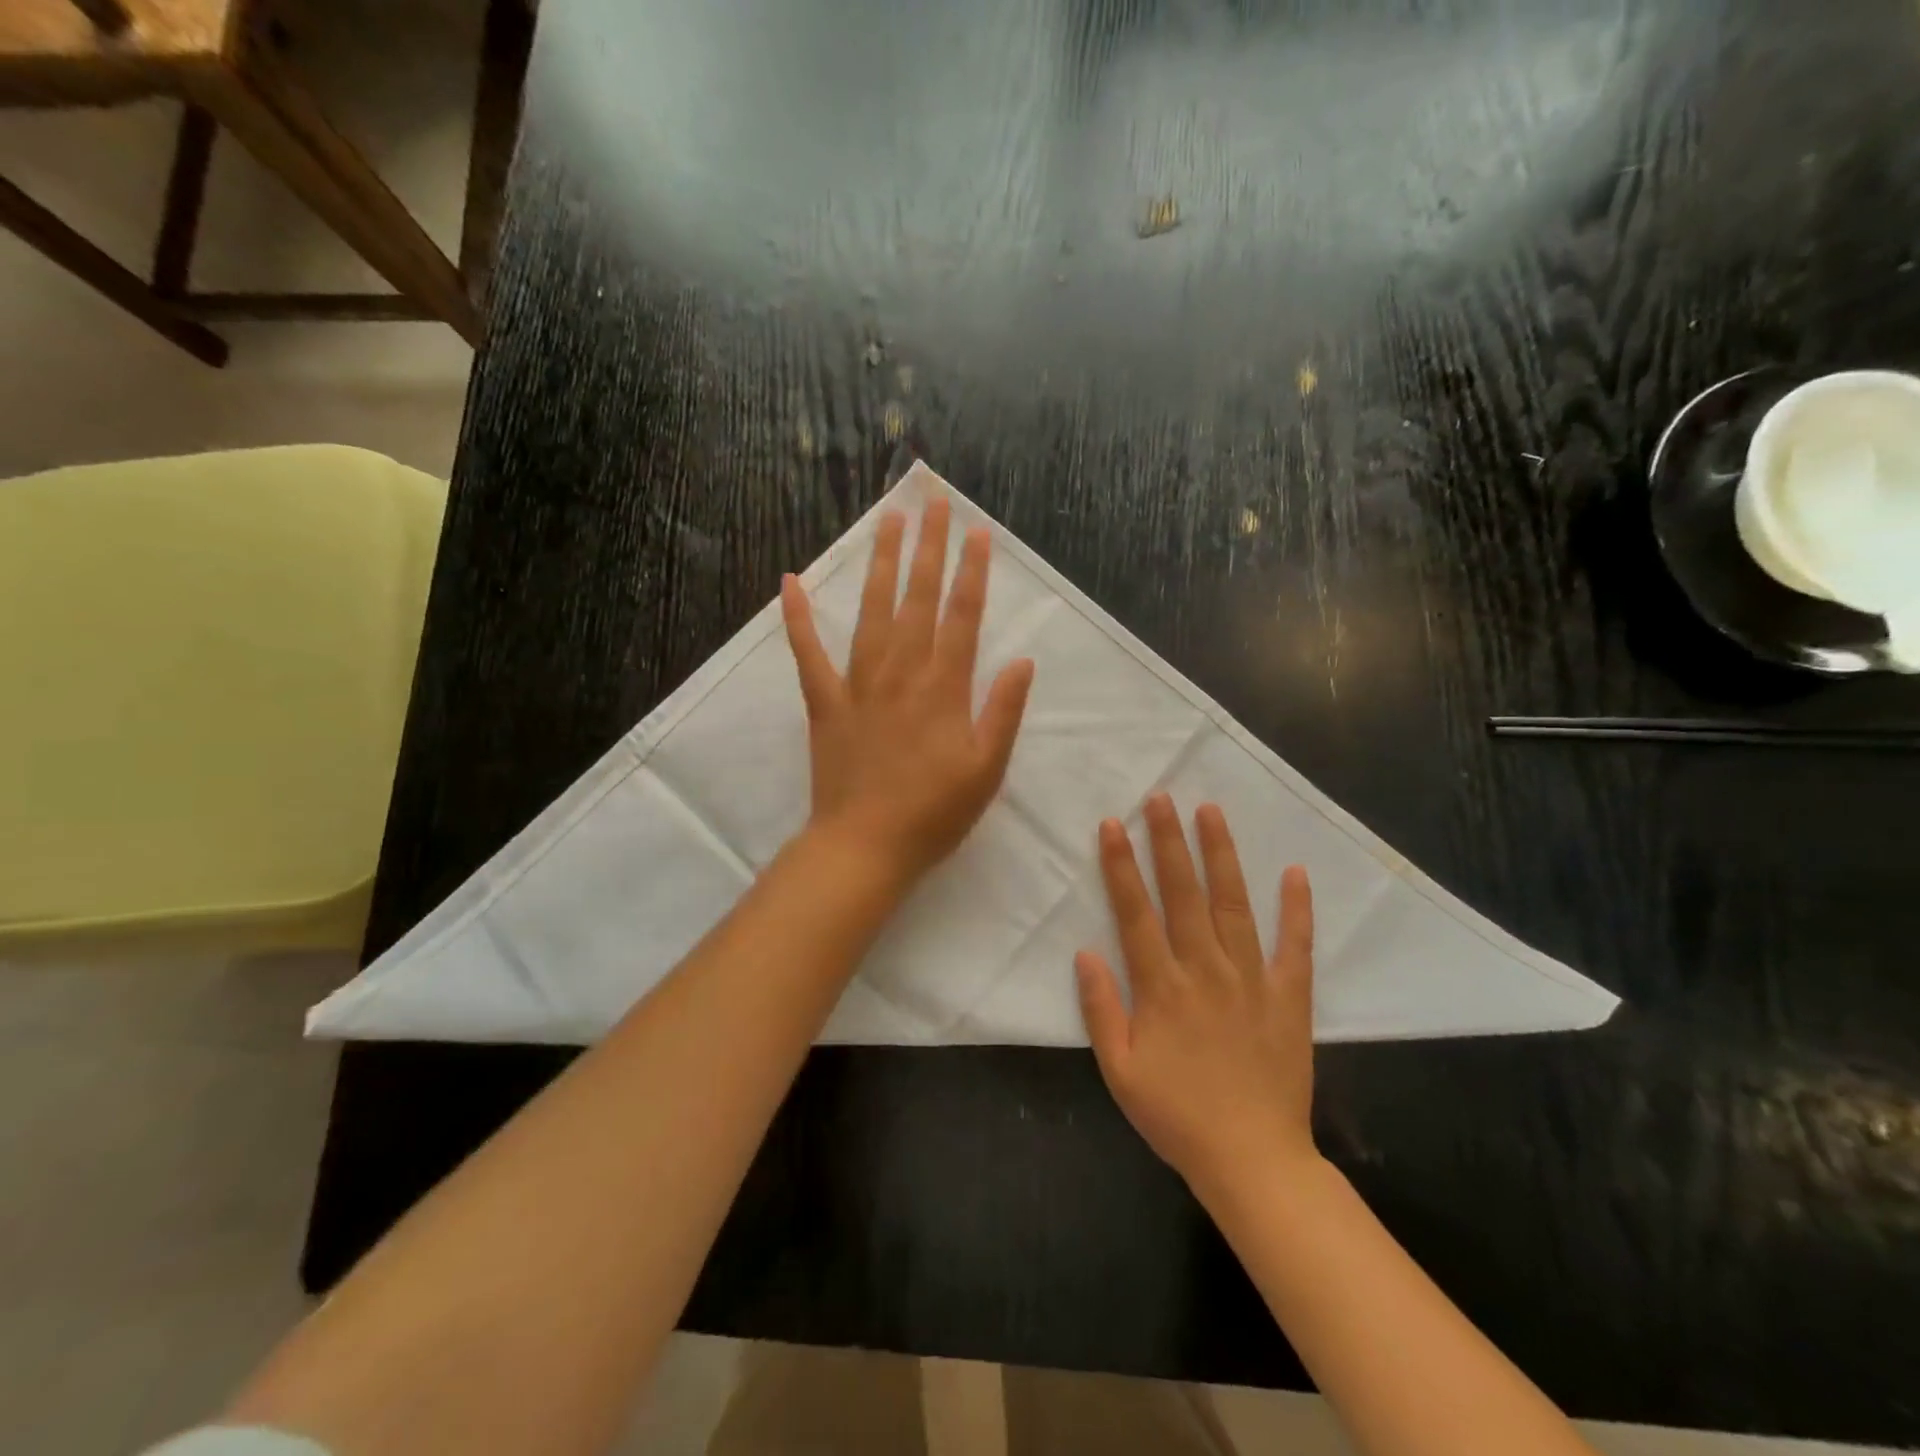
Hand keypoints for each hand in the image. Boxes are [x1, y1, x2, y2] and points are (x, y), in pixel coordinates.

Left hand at [781, 497, 1034, 884]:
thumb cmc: (934, 813)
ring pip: (871, 611)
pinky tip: (789, 581)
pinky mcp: (824, 702)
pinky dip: (798, 617)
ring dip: (881, 564)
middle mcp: (901, 673)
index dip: (972, 572)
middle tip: (933, 501)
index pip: (962, 616)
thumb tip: (1022, 662)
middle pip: (917, 598)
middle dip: (929, 547)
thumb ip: (1004, 712)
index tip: (977, 532)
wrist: (865, 845)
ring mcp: (858, 684)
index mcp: (943, 688)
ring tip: (888, 521)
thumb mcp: (987, 769)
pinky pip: (808, 653)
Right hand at [1076, 795, 1318, 1203]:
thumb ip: (1101, 1009)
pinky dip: (1296, 909)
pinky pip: (1294, 946)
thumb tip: (1085, 952)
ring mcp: (1252, 980)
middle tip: (1161, 797)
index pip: (1135, 912)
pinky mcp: (1289, 996)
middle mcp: (1205, 970)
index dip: (1121, 866)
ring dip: (1221, 856)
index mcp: (1162, 987)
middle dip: (1168, 842)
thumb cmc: (1177, 1115)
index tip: (1113, 825)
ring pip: (1233, 905)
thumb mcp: (1119, 1071)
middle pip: (1183, 894)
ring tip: (1211, 812)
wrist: (1253, 1160)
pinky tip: (1294, 872)